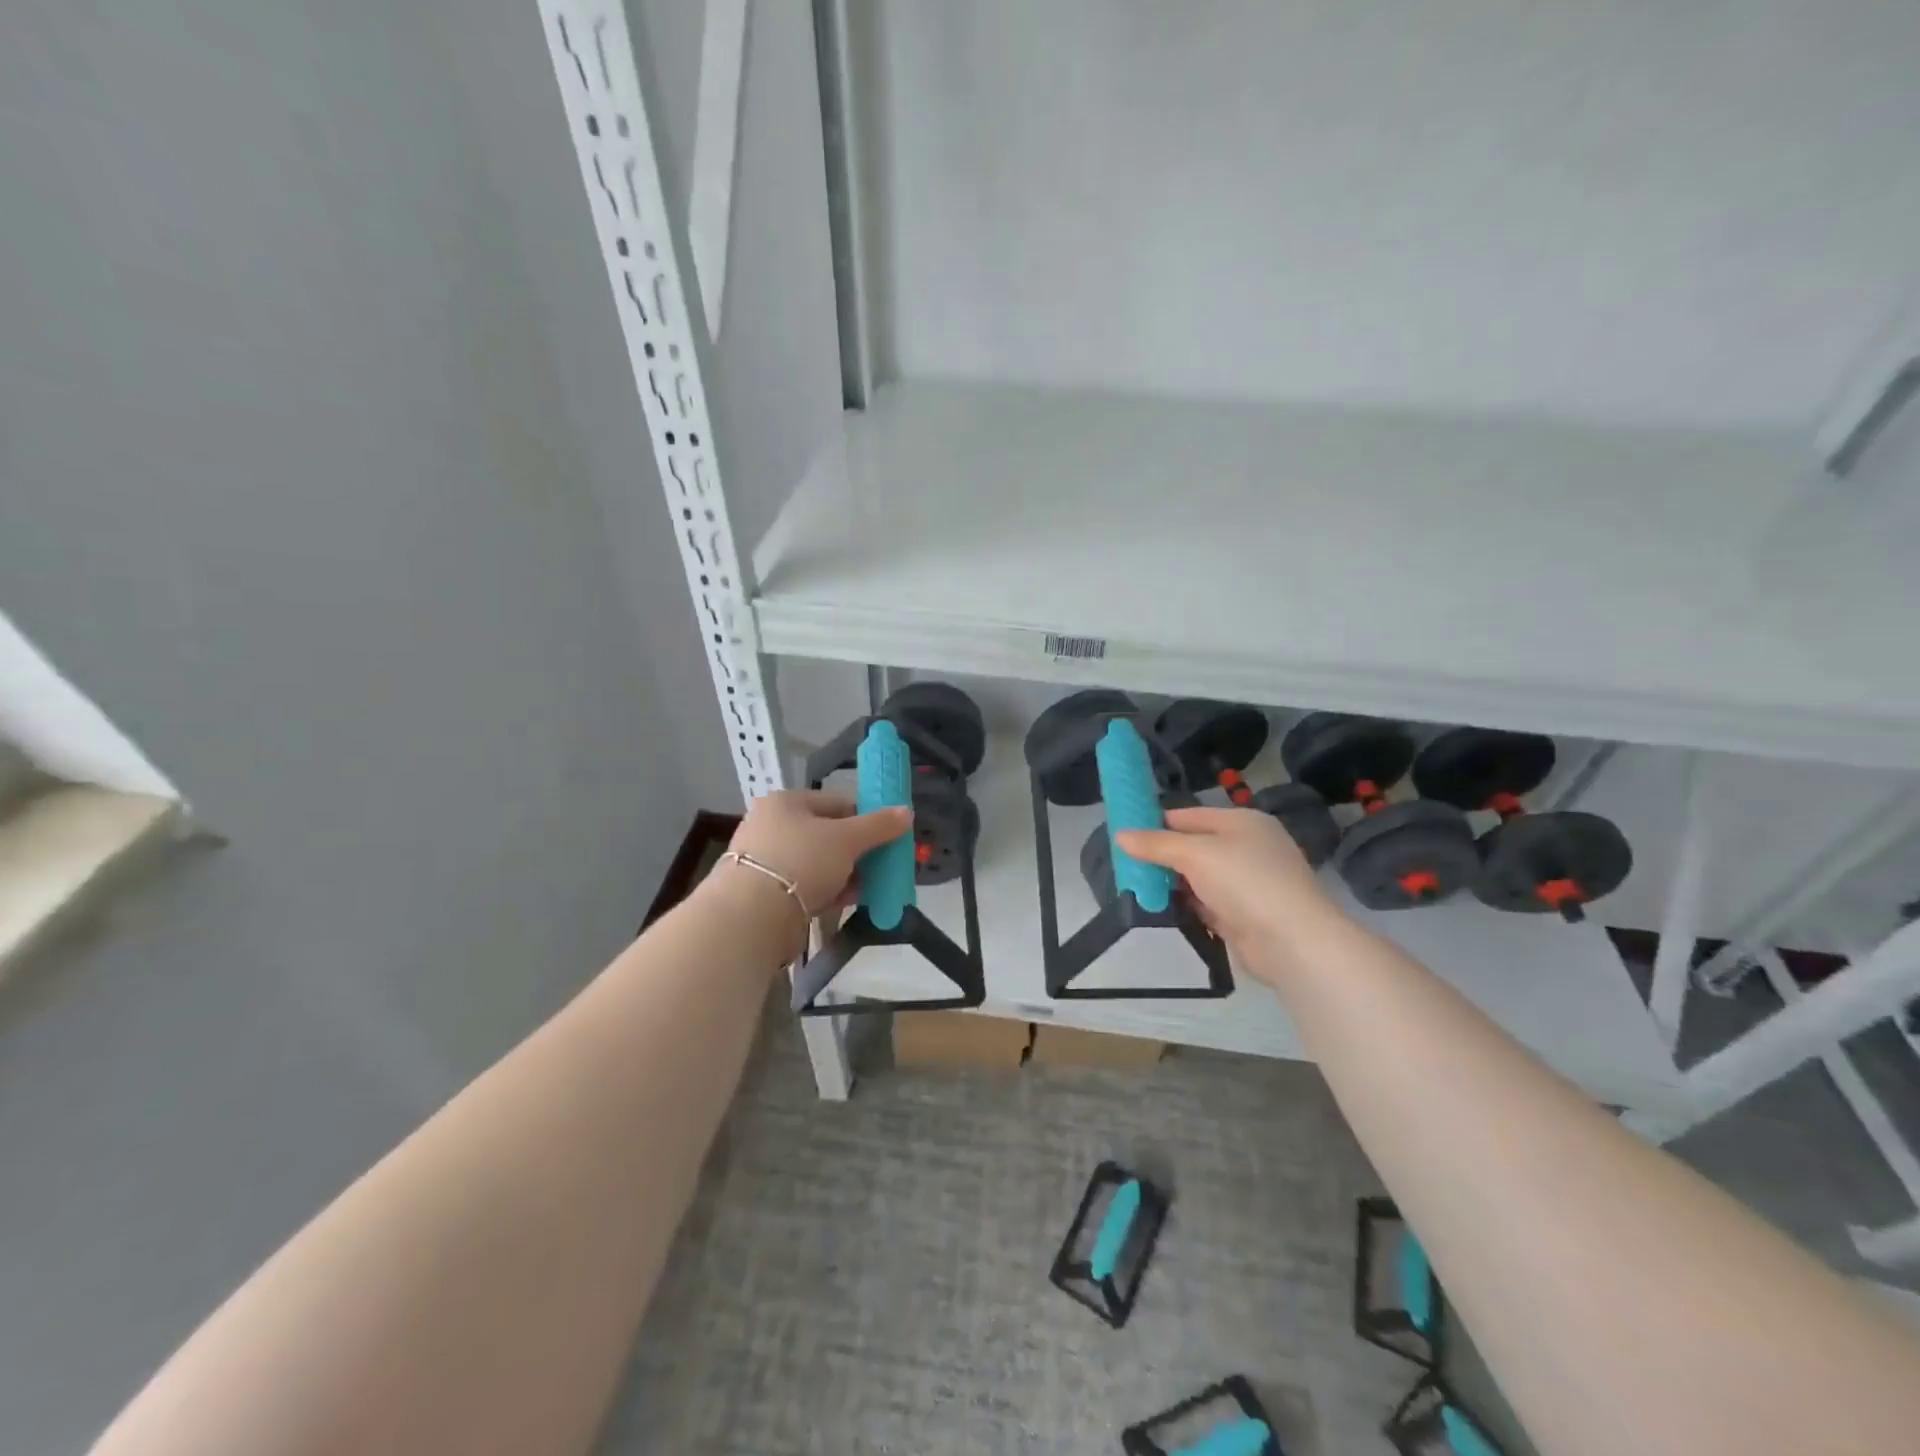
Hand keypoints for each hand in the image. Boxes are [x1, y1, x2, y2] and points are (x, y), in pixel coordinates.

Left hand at [722, 789, 911, 916]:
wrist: (753, 916)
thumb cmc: (802, 861)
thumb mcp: (848, 839)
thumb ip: (879, 825)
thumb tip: (907, 811)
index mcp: (786, 802)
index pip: (837, 803)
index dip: (866, 818)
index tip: (887, 837)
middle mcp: (771, 825)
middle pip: (827, 834)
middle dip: (857, 851)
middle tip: (881, 865)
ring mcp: (765, 860)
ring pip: (817, 862)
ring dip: (845, 874)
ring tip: (870, 887)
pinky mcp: (764, 892)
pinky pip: (806, 885)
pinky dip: (827, 891)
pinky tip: (847, 901)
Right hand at [1116, 807, 1335, 982]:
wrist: (1292, 942)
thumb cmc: (1245, 881)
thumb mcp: (1195, 854)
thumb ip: (1156, 845)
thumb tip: (1120, 835)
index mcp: (1242, 822)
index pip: (1188, 815)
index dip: (1156, 822)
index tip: (1124, 834)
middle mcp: (1246, 848)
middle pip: (1193, 846)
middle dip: (1161, 855)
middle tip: (1125, 863)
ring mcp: (1247, 883)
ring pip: (1198, 877)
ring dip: (1171, 882)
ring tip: (1134, 886)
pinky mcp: (1243, 915)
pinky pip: (1205, 903)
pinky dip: (1186, 905)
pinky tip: (1160, 908)